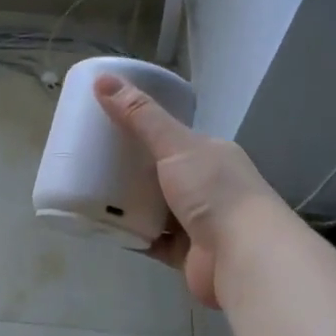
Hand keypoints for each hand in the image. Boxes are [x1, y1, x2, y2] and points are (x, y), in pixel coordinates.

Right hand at [94, 74, 282, 309]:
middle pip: (162, 174)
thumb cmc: (213, 192)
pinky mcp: (185, 253)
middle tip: (92, 162)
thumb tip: (102, 80)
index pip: (175, 138)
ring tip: (92, 193)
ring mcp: (197, 222)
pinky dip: (131, 235)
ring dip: (130, 204)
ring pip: (155, 209)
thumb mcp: (175, 145)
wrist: (243, 256)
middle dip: (131, 170)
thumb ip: (140, 117)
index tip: (110, 127)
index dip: (145, 130)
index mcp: (211, 155)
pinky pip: (151, 240)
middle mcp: (208, 187)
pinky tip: (105, 227)